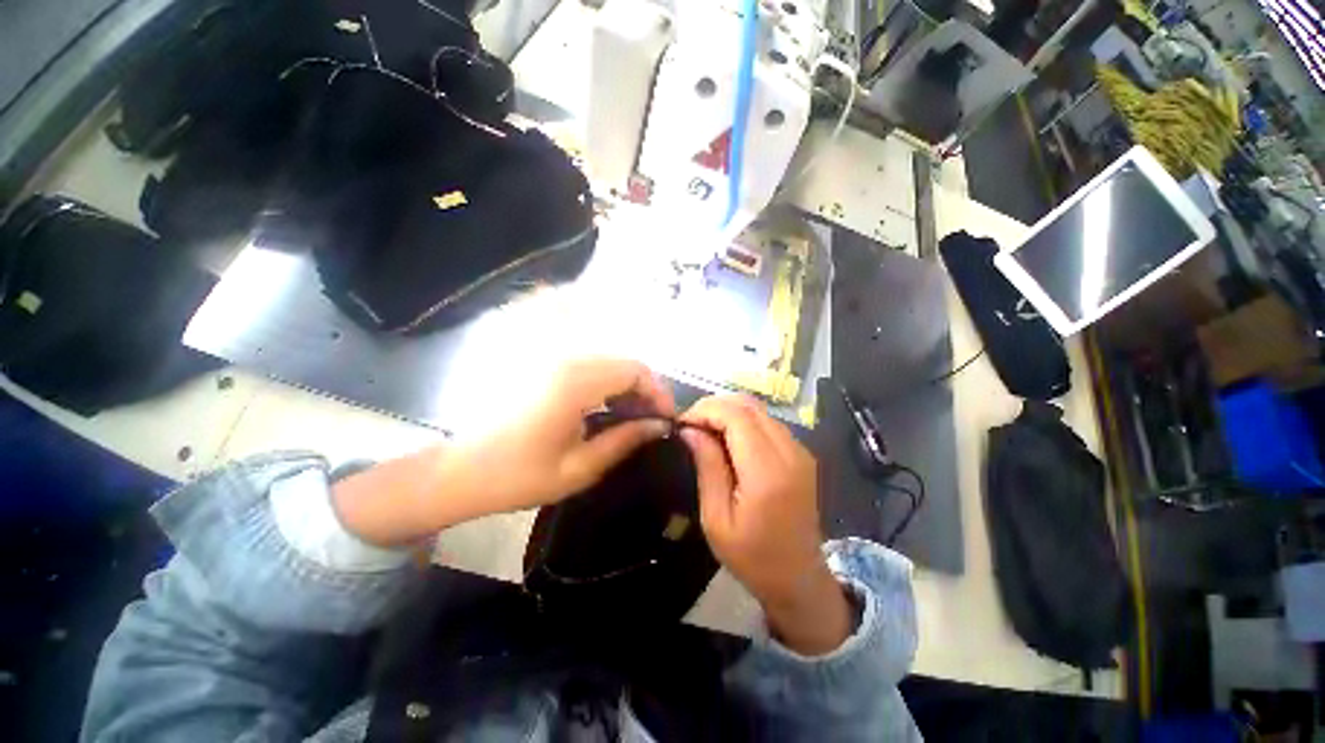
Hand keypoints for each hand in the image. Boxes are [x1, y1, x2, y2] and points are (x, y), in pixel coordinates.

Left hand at [462, 356, 675, 512]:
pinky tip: (606, 411)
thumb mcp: (580, 467)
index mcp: (574, 383)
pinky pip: (589, 367)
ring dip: (626, 387)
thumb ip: (625, 441)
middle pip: (624, 362)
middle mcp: (565, 361)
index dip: (657, 392)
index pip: (634, 370)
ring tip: (631, 420)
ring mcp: (552, 360)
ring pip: (608, 363)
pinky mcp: (544, 367)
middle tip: (650, 423)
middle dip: (645, 390)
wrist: (461, 472)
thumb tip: (660, 427)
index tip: (666, 419)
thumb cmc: (519, 476)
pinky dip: (607, 385)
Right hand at [679, 395, 850, 654]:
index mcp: (767, 472)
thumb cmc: (752, 557)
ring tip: (705, 430)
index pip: (736, 416)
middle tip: (690, 424)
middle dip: (715, 406)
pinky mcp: (802, 454)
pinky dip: (744, 420)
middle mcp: (790, 452)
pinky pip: (768, 422)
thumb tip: (690, 429)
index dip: (706, 410)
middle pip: (749, 405)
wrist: (800, 580)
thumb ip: (707, 466)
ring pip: (759, 410)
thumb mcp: (716, 518)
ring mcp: (800, 451)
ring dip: (729, 411)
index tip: (682, 422)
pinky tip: (727, 438)